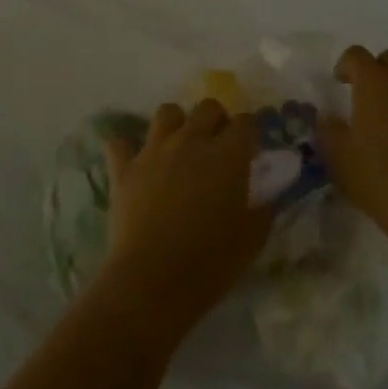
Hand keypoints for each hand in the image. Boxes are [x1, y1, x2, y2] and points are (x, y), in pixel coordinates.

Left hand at [97, 100, 270, 346]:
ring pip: (167, 112)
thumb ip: (263, 209)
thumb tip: (267, 196)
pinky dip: (127, 149)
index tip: (250, 151)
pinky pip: (120, 143)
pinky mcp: (124, 168)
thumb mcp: (252, 239)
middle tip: (217, 148)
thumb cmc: (210, 263)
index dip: (250, 132)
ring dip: (176, 125)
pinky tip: (135, 163)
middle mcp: (191, 141)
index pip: (246, 121)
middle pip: (208, 107)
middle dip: (217, 121)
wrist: (152, 281)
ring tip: (179, 148)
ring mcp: (154, 150)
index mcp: (228, 155)